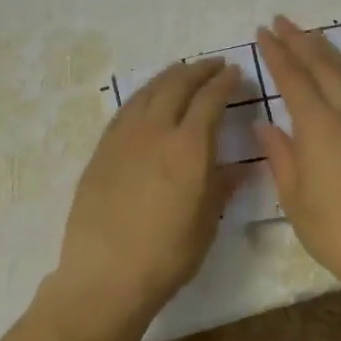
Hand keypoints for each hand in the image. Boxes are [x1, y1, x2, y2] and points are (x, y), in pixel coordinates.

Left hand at [53, 58, 242, 332]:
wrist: (105, 275)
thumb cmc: (166, 255)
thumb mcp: (206, 223)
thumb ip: (222, 187)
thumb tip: (240, 167)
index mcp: (188, 147)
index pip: (209, 100)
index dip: (224, 83)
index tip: (235, 73)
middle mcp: (155, 131)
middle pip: (177, 85)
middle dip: (198, 70)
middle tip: (213, 66)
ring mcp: (123, 138)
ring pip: (147, 92)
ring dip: (168, 77)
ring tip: (181, 73)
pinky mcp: (101, 150)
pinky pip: (125, 110)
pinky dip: (143, 96)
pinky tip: (147, 100)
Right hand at [253, 16, 340, 301]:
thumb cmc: (339, 233)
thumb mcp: (296, 200)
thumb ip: (280, 156)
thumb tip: (266, 125)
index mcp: (321, 129)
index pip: (294, 79)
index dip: (277, 54)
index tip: (263, 33)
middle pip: (324, 66)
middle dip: (301, 41)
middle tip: (281, 21)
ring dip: (327, 50)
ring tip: (310, 35)